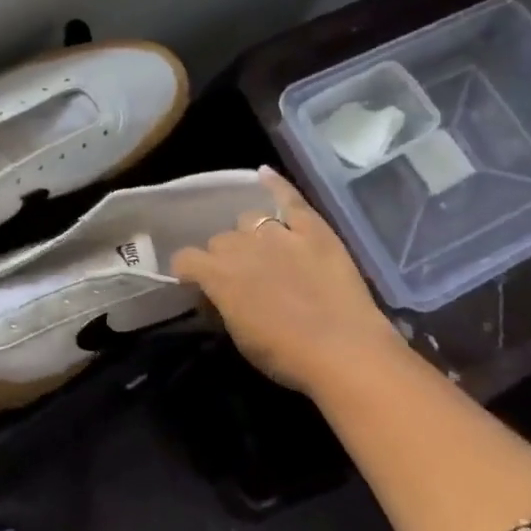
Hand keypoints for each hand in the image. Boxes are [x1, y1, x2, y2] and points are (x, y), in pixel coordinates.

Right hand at [171, 167, 401, 396]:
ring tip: (264, 251)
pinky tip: (264, 174)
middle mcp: (242, 246)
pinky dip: (276, 185)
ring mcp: (279, 233)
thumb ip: (222, 308)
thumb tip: (214, 296)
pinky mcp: (313, 229)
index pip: (186, 260)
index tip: (198, 286)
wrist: (344, 351)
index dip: (189, 273)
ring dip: (251, 234)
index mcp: (218, 276)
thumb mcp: (240, 338)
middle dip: (224, 256)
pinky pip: (290, 198)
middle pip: (220, 240)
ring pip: (249, 219)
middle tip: (241, 278)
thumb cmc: (286, 356)